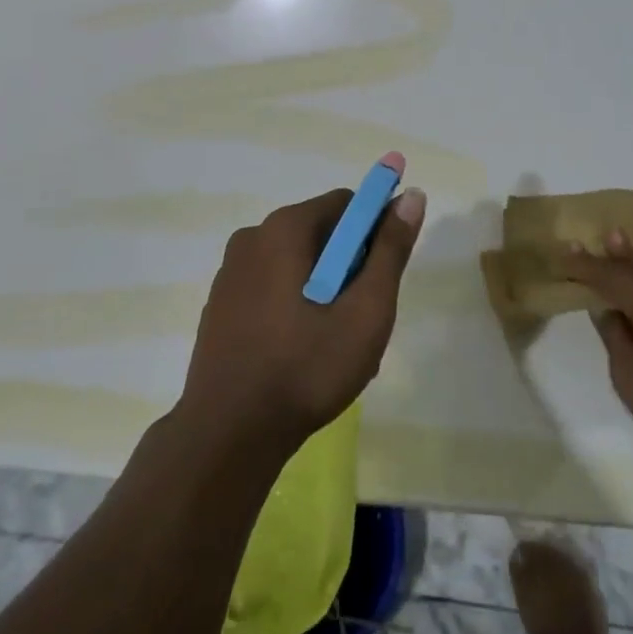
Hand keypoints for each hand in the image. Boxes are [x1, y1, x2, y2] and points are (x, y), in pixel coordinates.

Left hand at [178, 185, 425, 457]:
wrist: (227, 438)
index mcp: (284, 228)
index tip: (381, 278)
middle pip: (321, 233)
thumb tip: (411, 195)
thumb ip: (390, 250)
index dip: (374, 233)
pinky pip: (271, 286)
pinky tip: (299, 353)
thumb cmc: (305, 370)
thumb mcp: (365, 311)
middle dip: (348, 267)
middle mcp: (253, 236)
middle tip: (360, 319)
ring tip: (332, 343)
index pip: (346, 205)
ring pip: (297, 263)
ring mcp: (231, 271)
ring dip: (322, 288)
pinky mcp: (220, 304)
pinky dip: (293, 304)